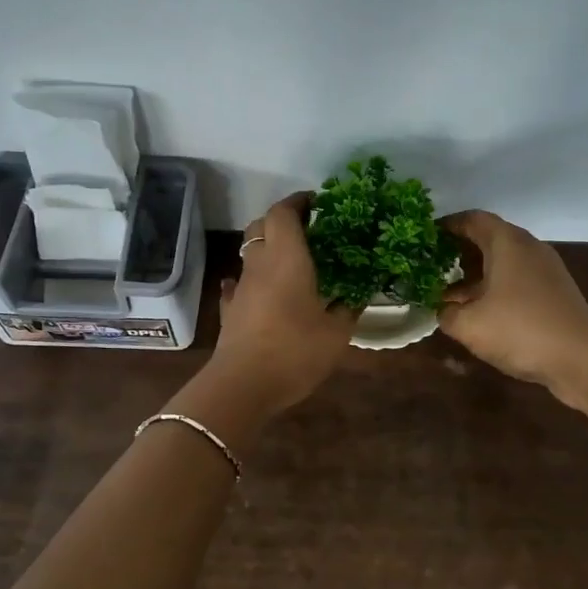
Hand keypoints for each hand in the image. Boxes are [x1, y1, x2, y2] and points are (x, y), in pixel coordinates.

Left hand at [210, 193, 356, 412]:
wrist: (242, 386)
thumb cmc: (295, 352)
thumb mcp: (336, 333)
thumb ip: (347, 309)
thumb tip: (357, 295)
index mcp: (287, 259)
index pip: (283, 213)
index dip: (298, 202)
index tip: (317, 203)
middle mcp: (260, 265)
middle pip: (260, 226)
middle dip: (281, 220)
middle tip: (306, 229)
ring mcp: (241, 288)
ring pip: (249, 253)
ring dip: (267, 248)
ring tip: (291, 261)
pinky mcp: (230, 311)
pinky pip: (239, 284)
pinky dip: (251, 279)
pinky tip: (262, 291)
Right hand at [437, 210, 587, 402]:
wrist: (582, 358)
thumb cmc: (520, 330)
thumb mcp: (469, 325)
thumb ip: (446, 313)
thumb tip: (443, 309)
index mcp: (507, 243)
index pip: (472, 219)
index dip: (446, 226)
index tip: (425, 239)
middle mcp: (528, 247)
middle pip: (488, 238)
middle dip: (458, 251)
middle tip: (433, 267)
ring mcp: (545, 269)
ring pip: (503, 260)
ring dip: (476, 273)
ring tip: (450, 292)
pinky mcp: (554, 291)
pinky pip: (517, 278)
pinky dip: (495, 286)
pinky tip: (480, 310)